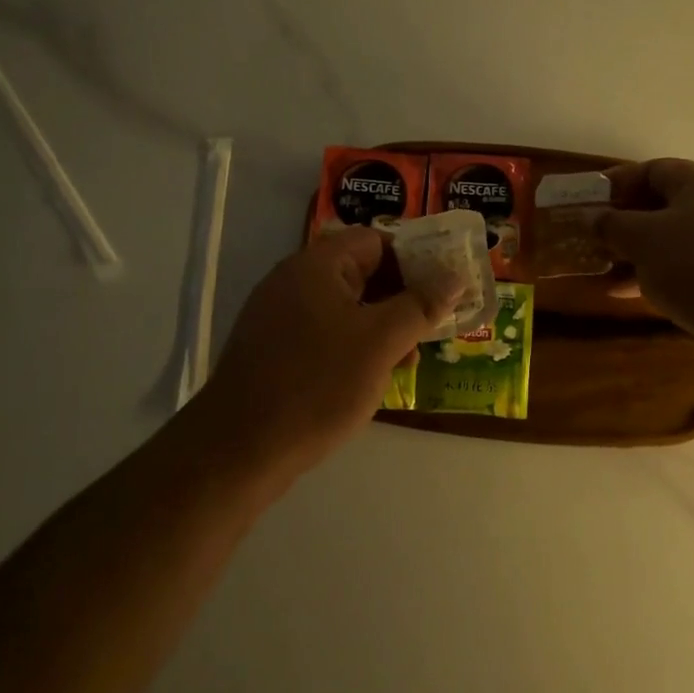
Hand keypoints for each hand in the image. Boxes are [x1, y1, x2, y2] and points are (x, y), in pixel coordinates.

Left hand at [194, 227, 463, 478]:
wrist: (237, 451)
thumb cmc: (316, 385)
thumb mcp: (380, 343)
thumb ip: (420, 306)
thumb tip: (456, 278)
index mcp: (317, 265)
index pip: (376, 241)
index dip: (415, 259)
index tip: (444, 288)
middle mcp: (294, 281)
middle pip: (361, 272)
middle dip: (402, 297)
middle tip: (435, 325)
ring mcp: (280, 316)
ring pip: (346, 307)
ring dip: (381, 325)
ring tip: (410, 358)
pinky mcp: (274, 349)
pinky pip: (326, 333)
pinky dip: (355, 345)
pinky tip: (373, 376)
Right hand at [597, 158, 693, 368]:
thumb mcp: (642, 239)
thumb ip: (612, 224)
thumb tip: (592, 217)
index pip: (654, 169)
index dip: (618, 182)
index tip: (590, 200)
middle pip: (663, 204)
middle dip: (624, 220)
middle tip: (593, 235)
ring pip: (671, 238)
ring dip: (635, 250)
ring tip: (603, 266)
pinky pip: (685, 265)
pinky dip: (655, 273)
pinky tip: (625, 292)